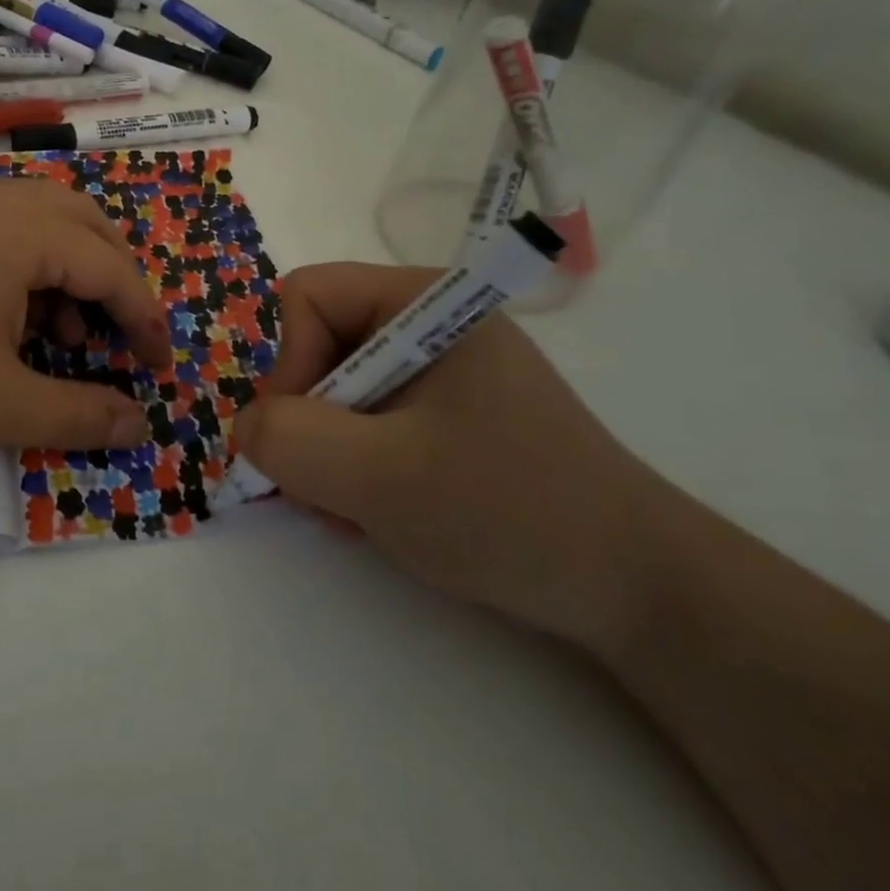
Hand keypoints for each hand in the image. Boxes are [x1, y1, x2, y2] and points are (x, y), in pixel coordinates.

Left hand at [0, 170, 171, 456]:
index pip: (113, 268)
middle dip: (114, 282)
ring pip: (40, 219)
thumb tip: (139, 425)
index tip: (159, 366)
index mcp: (26, 228)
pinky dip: (22, 260)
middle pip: (85, 225)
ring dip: (67, 270)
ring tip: (57, 335)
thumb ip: (79, 415)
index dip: (146, 319)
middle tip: (119, 338)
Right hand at [235, 263, 679, 651]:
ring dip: (327, 453)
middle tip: (325, 488)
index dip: (288, 363)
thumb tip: (247, 427)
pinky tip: (376, 513)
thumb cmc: (511, 514)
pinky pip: (365, 420)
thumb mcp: (382, 478)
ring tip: (356, 510)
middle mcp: (428, 323)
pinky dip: (354, 466)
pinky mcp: (446, 414)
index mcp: (425, 302)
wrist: (642, 594)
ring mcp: (439, 371)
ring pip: (334, 390)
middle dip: (307, 420)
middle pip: (316, 345)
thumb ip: (291, 440)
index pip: (308, 296)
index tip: (305, 437)